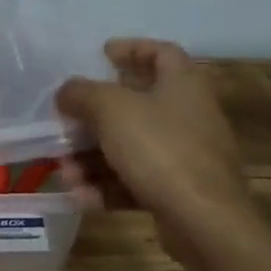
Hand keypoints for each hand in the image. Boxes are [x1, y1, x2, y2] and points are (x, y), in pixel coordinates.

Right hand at [56, 39, 257, 260]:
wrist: (205, 222)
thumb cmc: (160, 148)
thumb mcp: (111, 109)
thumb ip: (82, 93)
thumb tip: (66, 91)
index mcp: (183, 84)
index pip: (161, 52)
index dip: (132, 48)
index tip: (102, 54)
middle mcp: (188, 115)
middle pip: (136, 105)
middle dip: (95, 116)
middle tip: (67, 121)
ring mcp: (185, 156)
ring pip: (130, 147)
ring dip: (93, 157)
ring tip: (65, 171)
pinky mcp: (178, 191)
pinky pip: (136, 180)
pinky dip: (108, 186)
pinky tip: (80, 197)